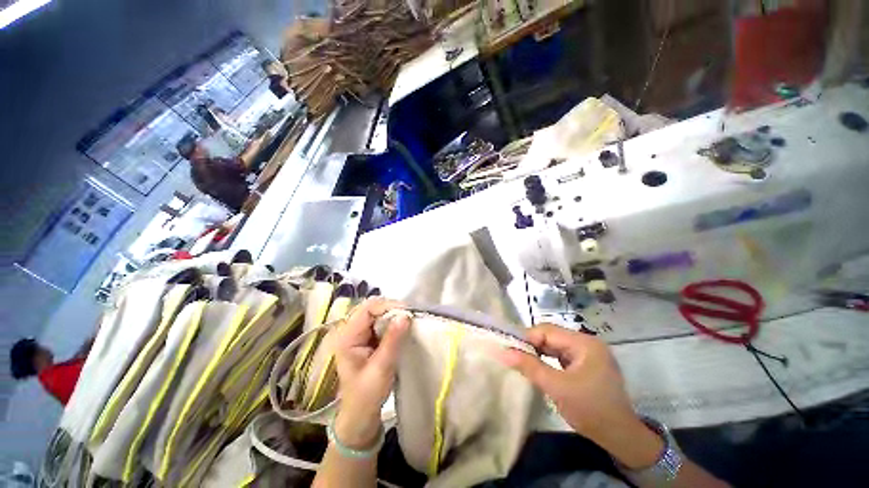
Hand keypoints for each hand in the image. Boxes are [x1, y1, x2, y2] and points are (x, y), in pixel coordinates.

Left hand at [332, 298, 409, 447]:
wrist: (361, 415)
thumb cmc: (367, 395)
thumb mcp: (381, 368)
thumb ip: (392, 341)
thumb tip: (405, 316)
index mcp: (347, 337)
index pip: (367, 309)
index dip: (387, 306)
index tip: (406, 313)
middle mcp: (351, 331)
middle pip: (372, 307)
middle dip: (391, 309)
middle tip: (409, 317)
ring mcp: (360, 334)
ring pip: (378, 313)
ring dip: (394, 314)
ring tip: (408, 321)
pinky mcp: (368, 338)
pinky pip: (382, 322)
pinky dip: (393, 321)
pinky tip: (402, 327)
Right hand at [498, 323, 662, 468]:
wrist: (621, 438)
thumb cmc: (590, 410)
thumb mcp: (556, 388)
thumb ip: (529, 367)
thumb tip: (503, 352)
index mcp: (584, 343)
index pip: (547, 330)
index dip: (526, 337)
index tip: (509, 347)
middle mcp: (587, 343)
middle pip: (551, 336)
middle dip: (531, 345)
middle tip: (513, 355)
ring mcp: (588, 353)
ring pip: (555, 346)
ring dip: (538, 352)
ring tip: (523, 361)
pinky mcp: (586, 364)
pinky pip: (561, 355)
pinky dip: (548, 360)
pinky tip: (539, 367)